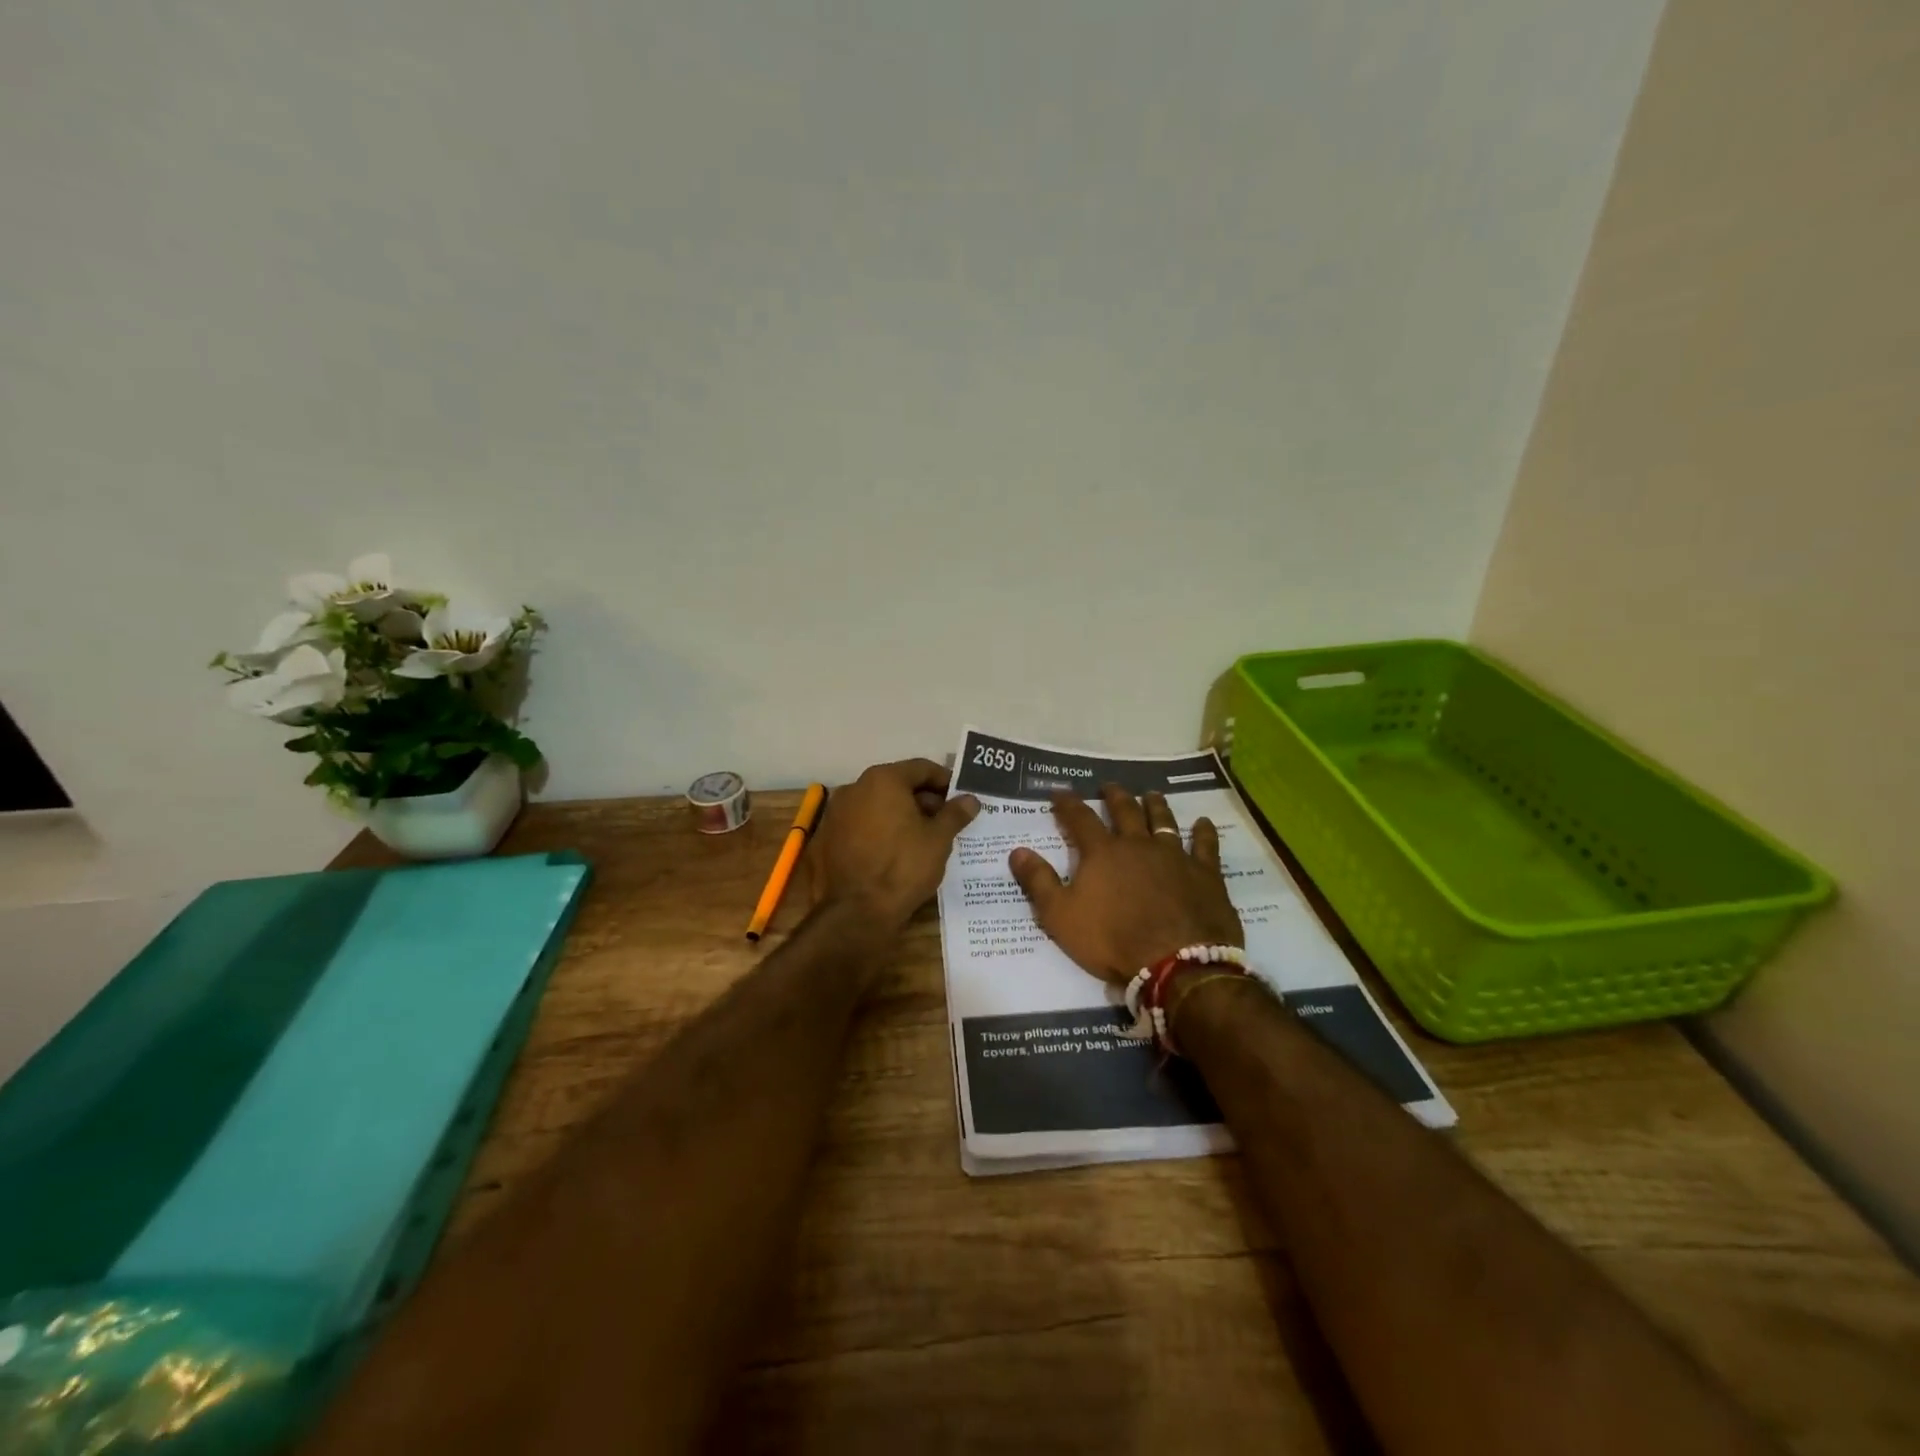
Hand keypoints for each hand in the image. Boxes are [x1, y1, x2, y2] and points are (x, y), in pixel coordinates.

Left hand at [811, 759, 980, 932]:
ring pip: (877, 805)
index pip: (921, 768)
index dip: (945, 781)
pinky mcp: (827, 838)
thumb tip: (970, 799)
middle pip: (897, 784)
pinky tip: (895, 851)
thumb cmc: (903, 867)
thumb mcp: (938, 839)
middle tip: (946, 820)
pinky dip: (880, 830)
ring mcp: (836, 813)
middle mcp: (855, 788)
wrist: (856, 912)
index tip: (960, 797)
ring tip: (923, 837)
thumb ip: (955, 813)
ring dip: (901, 814)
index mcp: (883, 780)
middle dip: (923, 799)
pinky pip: (861, 825)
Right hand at [1009, 784, 1242, 983]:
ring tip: (1151, 794)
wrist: (1176, 963)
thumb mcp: (1060, 916)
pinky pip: (1205, 845)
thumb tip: (1017, 851)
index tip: (1059, 791)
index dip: (1067, 803)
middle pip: (1125, 810)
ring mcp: (1175, 856)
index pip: (1080, 818)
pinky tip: (1204, 823)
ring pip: (1163, 820)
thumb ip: (1039, 881)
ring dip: (1155, 805)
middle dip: (1114, 796)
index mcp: (1102, 853)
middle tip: (1109, 786)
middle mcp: (1138, 844)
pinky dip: (1204, 832)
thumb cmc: (1112, 940)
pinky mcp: (1205, 873)